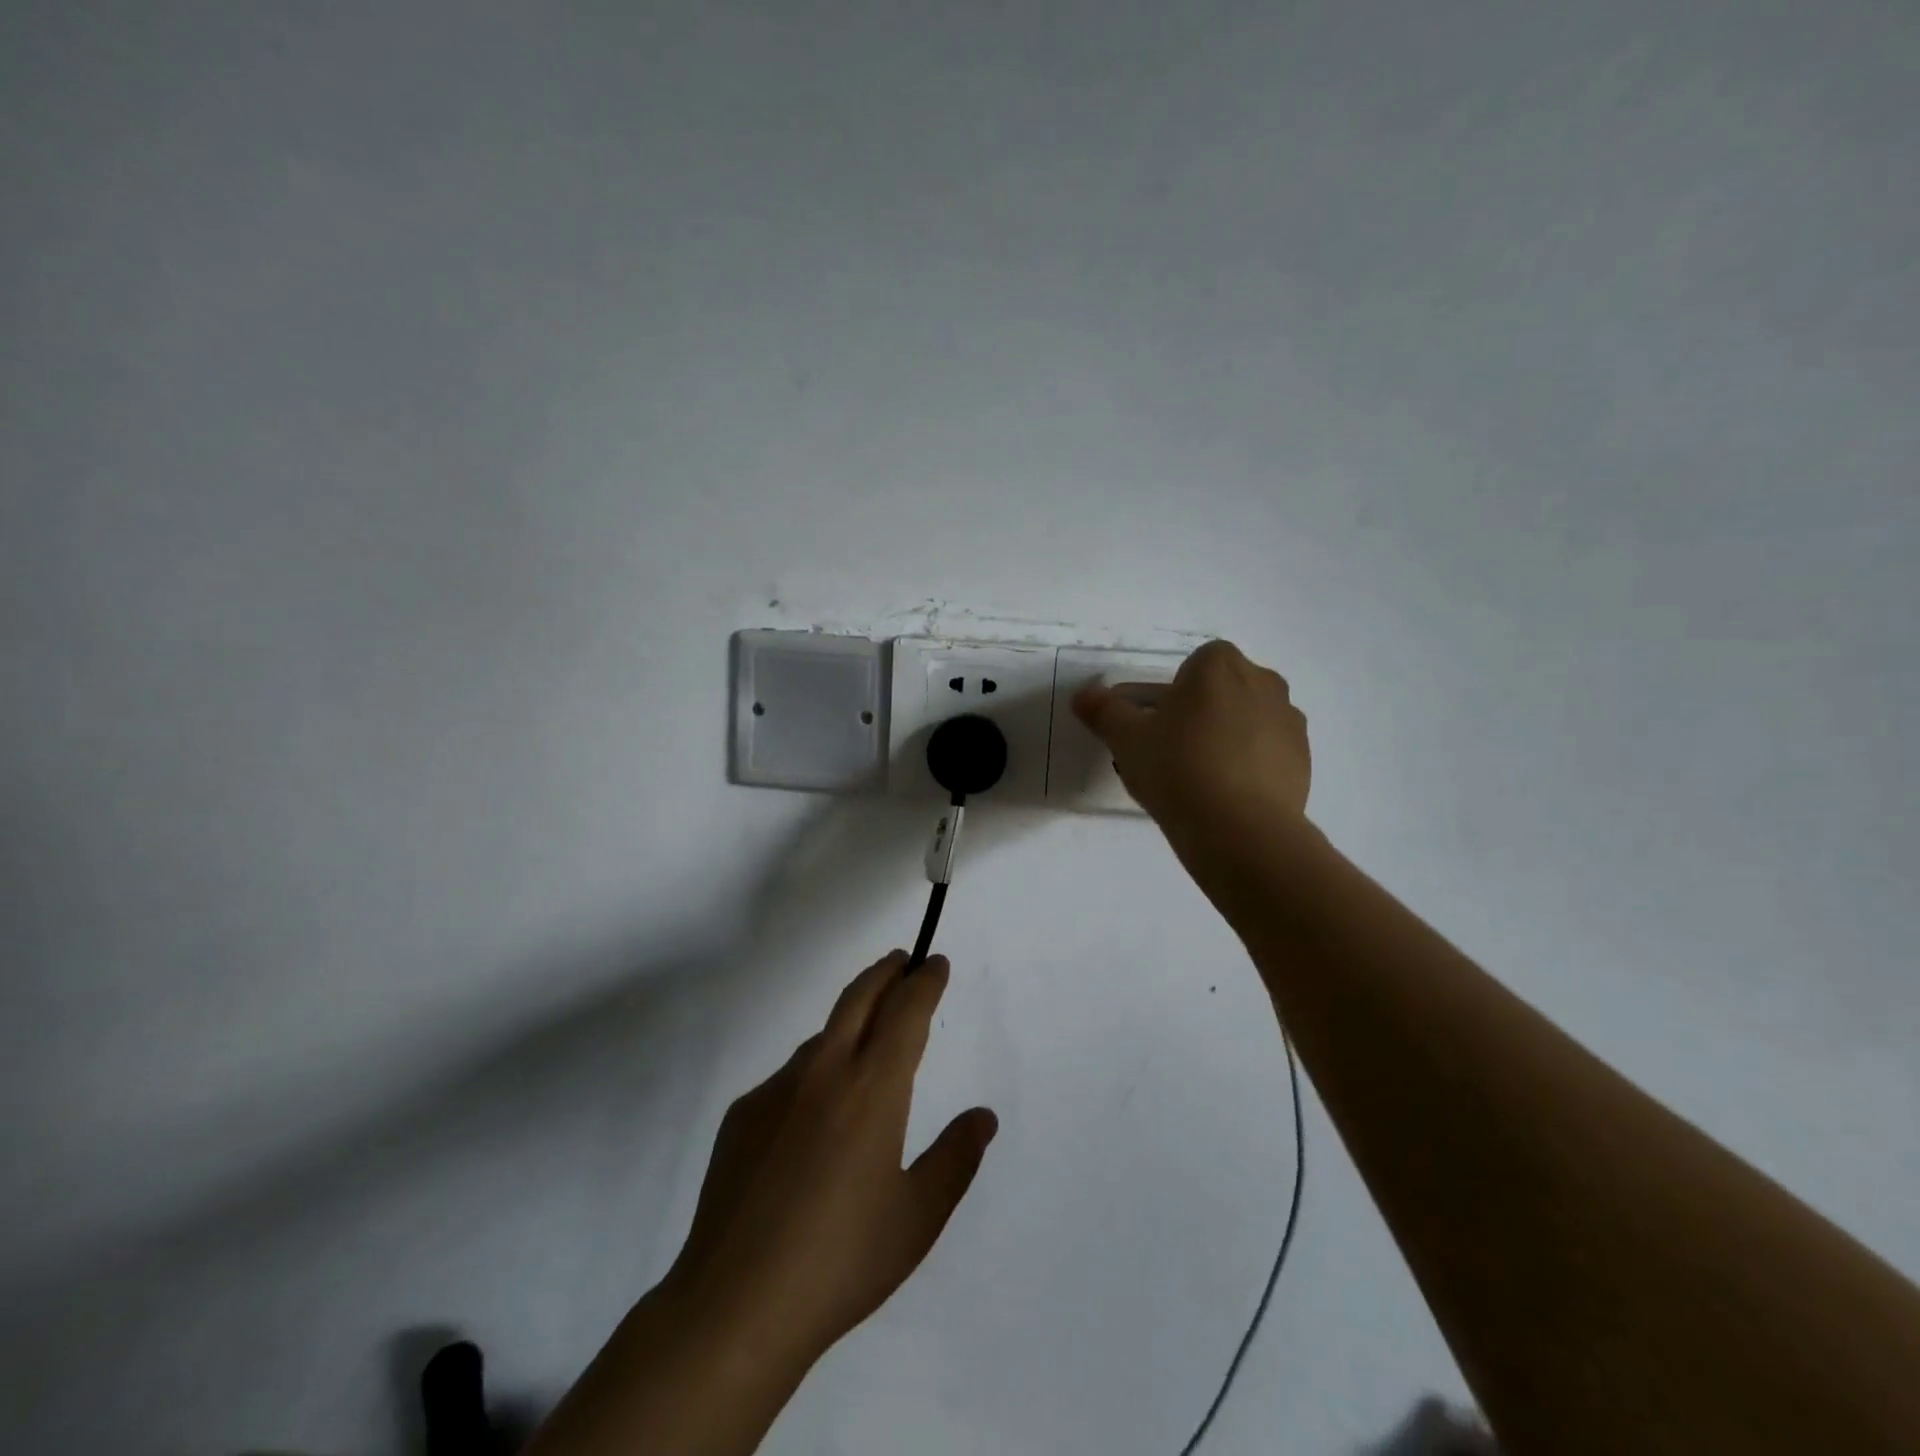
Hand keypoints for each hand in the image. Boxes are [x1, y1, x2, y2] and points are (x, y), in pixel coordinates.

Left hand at [664, 950, 997, 1369]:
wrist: (736, 1306)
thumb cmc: (842, 1261)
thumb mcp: (917, 1217)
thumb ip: (955, 1158)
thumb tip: (982, 1116)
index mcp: (873, 1089)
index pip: (905, 1012)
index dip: (924, 982)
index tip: (935, 964)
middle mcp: (824, 1072)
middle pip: (858, 998)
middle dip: (885, 972)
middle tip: (902, 962)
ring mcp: (776, 1090)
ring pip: (822, 1037)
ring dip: (849, 1024)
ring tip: (864, 1047)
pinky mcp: (742, 1115)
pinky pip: (788, 1078)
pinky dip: (813, 1075)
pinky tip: (811, 1122)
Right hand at [1072, 640, 1310, 851]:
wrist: (1239, 829)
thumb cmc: (1177, 768)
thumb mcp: (1126, 739)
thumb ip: (1103, 711)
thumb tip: (1083, 696)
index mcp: (1219, 665)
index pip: (1192, 666)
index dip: (1171, 695)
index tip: (1156, 727)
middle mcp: (1263, 681)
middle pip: (1222, 691)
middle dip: (1200, 713)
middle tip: (1171, 752)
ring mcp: (1289, 720)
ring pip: (1246, 720)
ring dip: (1226, 737)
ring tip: (1199, 779)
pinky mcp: (1304, 759)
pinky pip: (1267, 751)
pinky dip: (1248, 764)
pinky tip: (1226, 796)